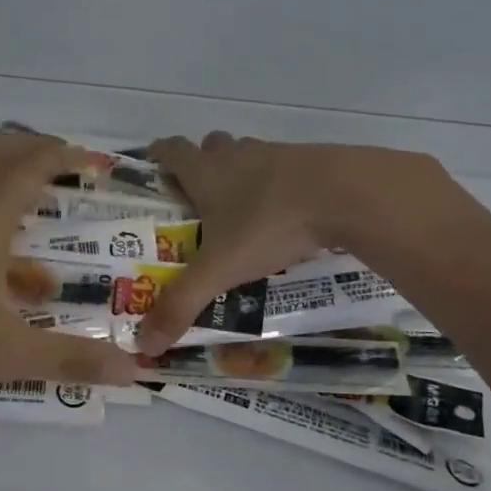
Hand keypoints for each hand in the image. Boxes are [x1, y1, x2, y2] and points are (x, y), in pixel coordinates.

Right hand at [136, 132, 452, 352]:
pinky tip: (287, 214)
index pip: (171, 150)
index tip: (153, 171)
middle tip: (199, 200)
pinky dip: (279, 184)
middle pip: (211, 146)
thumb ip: (183, 304)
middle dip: (202, 165)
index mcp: (206, 172)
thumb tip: (144, 344)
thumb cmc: (269, 223)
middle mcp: (237, 155)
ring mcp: (277, 154)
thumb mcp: (221, 269)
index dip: (158, 156)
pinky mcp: (312, 161)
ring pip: (249, 154)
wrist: (346, 194)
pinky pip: (286, 168)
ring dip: (241, 172)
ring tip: (243, 210)